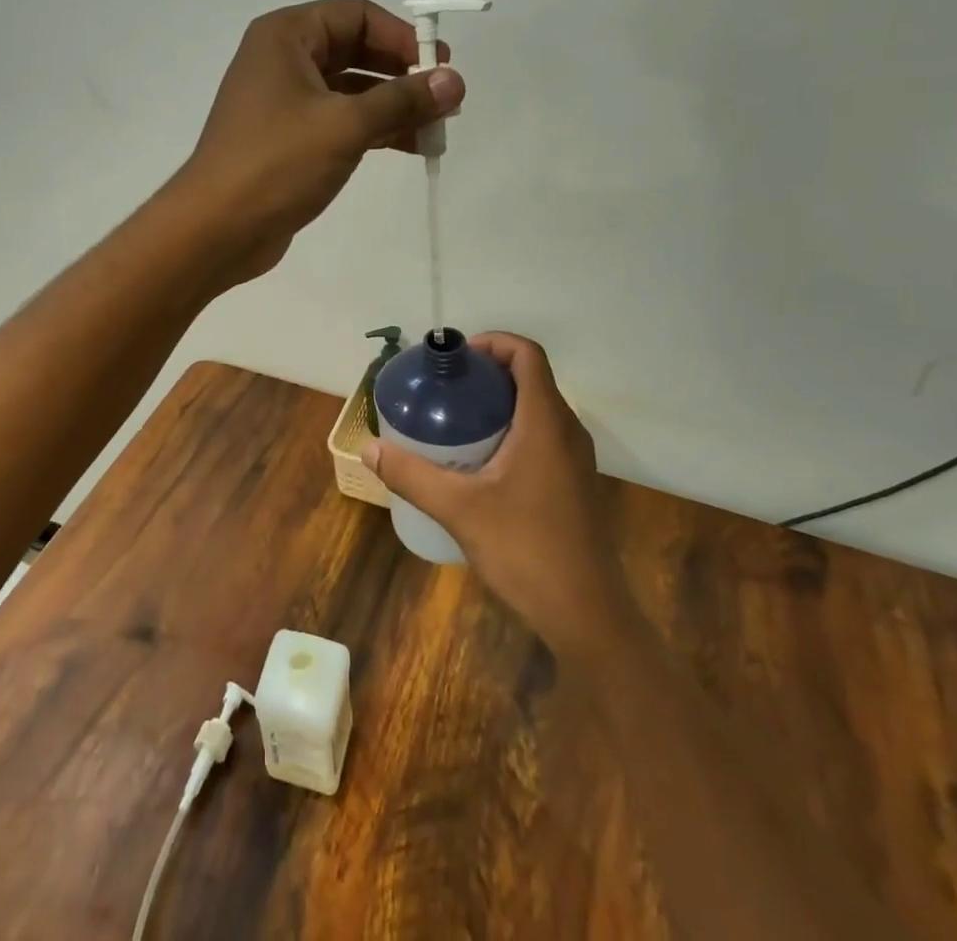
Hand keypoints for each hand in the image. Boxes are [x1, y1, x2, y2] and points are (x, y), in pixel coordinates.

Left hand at [168, 0, 463, 283]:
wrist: (217, 228)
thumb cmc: (277, 163)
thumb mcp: (346, 125)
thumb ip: (403, 100)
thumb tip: (455, 81)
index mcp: (286, 37)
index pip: (357, 15)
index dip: (402, 37)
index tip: (440, 67)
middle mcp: (283, 60)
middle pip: (356, 51)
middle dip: (403, 74)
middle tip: (446, 99)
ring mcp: (285, 102)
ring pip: (352, 91)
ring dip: (394, 106)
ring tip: (438, 128)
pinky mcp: (290, 140)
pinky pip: (341, 122)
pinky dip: (375, 130)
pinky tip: (411, 146)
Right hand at [366, 333, 638, 656]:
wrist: (587, 613)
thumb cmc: (526, 550)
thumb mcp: (459, 509)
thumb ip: (412, 475)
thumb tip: (369, 448)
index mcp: (545, 421)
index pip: (527, 354)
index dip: (493, 342)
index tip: (456, 358)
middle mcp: (567, 430)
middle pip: (531, 377)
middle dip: (489, 373)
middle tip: (447, 388)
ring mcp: (576, 457)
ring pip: (538, 407)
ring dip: (501, 402)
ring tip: (458, 419)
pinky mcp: (575, 481)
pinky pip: (544, 434)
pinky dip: (514, 428)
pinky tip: (482, 460)